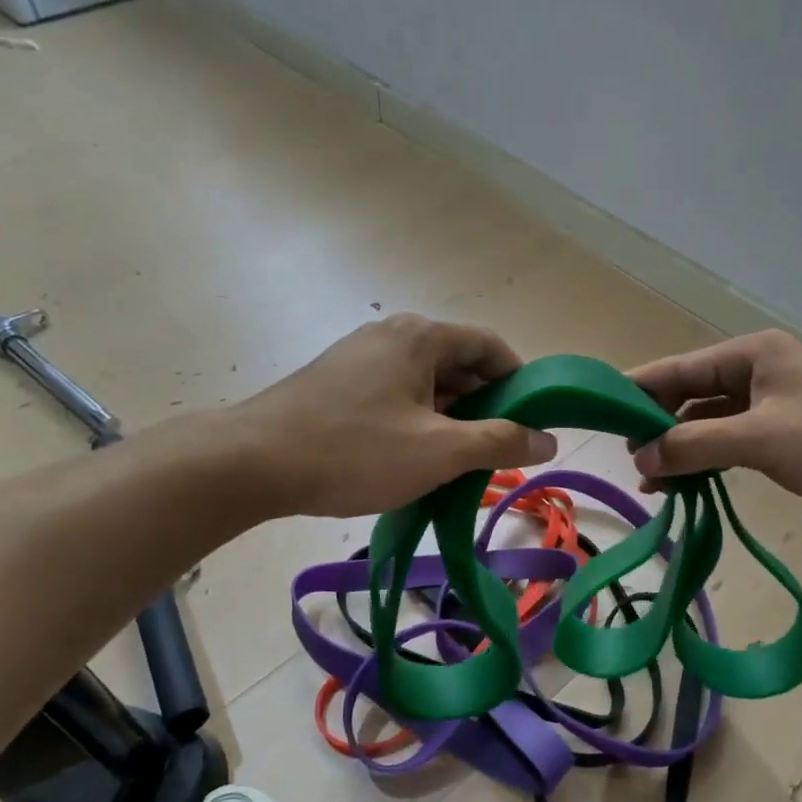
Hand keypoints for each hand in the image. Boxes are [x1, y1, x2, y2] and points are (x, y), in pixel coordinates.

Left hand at [231, 314, 556, 517]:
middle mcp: (392, 337)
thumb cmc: (354, 451)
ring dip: (450, 420)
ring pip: (426, 385)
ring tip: (458, 465)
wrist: (252, 463)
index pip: (490, 347)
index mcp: (421, 337)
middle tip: (498, 453)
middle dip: (485, 408)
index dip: (520, 382)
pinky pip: (396, 397)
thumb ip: (500, 442)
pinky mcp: (337, 384)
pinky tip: (413, 461)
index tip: (534, 422)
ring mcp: (360, 359)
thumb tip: (549, 439)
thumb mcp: (439, 451)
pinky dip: (416, 423)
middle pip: (459, 365)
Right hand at [629, 331, 801, 523]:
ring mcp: (773, 403)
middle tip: (628, 462)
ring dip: (682, 449)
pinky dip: (709, 460)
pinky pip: (732, 441)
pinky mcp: (786, 432)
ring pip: (710, 422)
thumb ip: (696, 445)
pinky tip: (688, 485)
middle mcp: (758, 371)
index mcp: (751, 355)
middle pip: (690, 395)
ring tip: (651, 483)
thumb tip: (642, 458)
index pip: (678, 370)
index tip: (599, 414)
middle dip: (658, 427)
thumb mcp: (761, 440)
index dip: (636, 391)